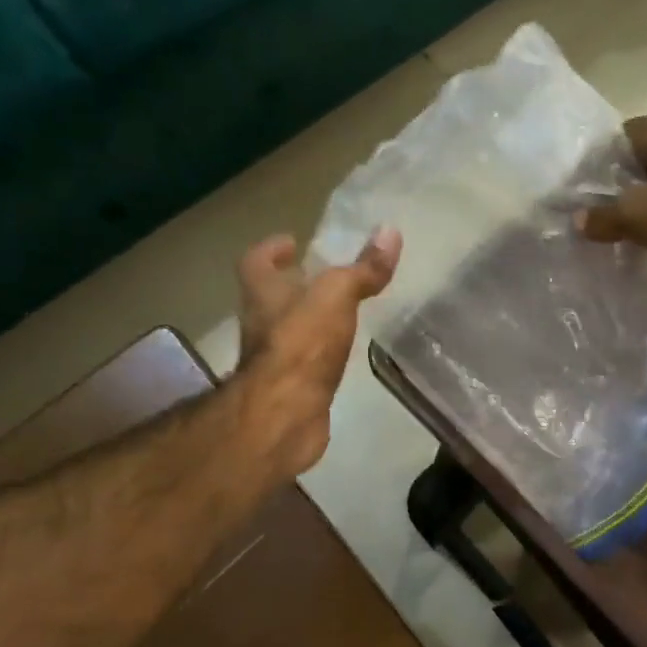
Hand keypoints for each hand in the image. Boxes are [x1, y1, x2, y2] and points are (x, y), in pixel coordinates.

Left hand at [235, 226, 401, 475]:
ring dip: (307, 320)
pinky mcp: (290, 388)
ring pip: (288, 330)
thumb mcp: (337, 295)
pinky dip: (319, 353)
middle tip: (323, 277)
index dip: (271, 249)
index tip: (292, 242)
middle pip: (271, 296)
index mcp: (263, 293)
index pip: (256, 261)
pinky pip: (304, 361)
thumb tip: (390, 231)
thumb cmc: (303, 344)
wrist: (285, 414)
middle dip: (294, 285)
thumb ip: (362, 269)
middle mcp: (261, 323)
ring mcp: (272, 359)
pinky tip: (341, 353)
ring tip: (339, 312)